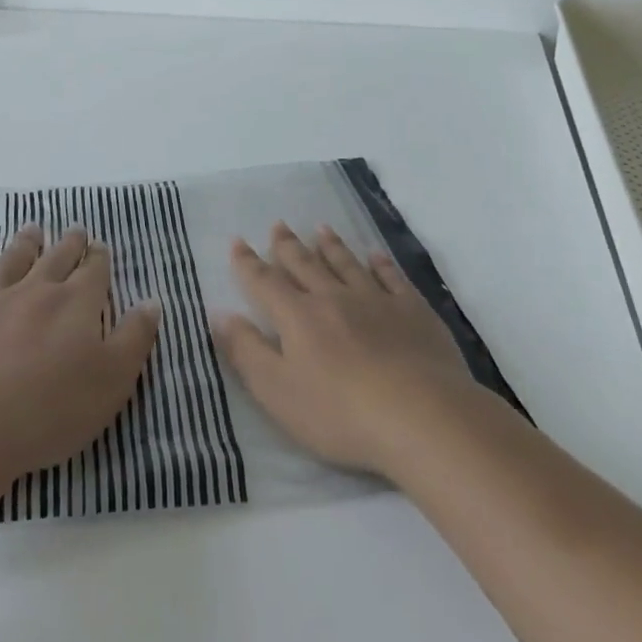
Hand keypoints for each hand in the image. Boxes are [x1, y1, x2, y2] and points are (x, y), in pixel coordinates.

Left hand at [0, 225, 161, 488]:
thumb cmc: (50, 411)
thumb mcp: (112, 381)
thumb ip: (134, 338)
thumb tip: (151, 301)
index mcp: (76, 303)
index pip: (94, 271)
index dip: (100, 258)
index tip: (101, 247)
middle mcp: (35, 291)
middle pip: (56, 258)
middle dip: (70, 243)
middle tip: (75, 230)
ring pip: (12, 261)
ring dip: (25, 243)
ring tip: (33, 230)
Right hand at [213, 223, 478, 478]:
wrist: (420, 416)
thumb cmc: (339, 412)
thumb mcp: (277, 391)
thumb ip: (246, 351)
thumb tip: (220, 314)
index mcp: (298, 316)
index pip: (265, 283)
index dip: (248, 263)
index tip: (238, 242)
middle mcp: (334, 297)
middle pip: (305, 265)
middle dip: (288, 246)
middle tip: (278, 225)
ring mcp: (376, 301)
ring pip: (347, 264)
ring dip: (331, 246)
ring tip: (321, 229)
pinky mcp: (413, 312)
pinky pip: (392, 278)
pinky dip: (381, 263)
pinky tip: (376, 255)